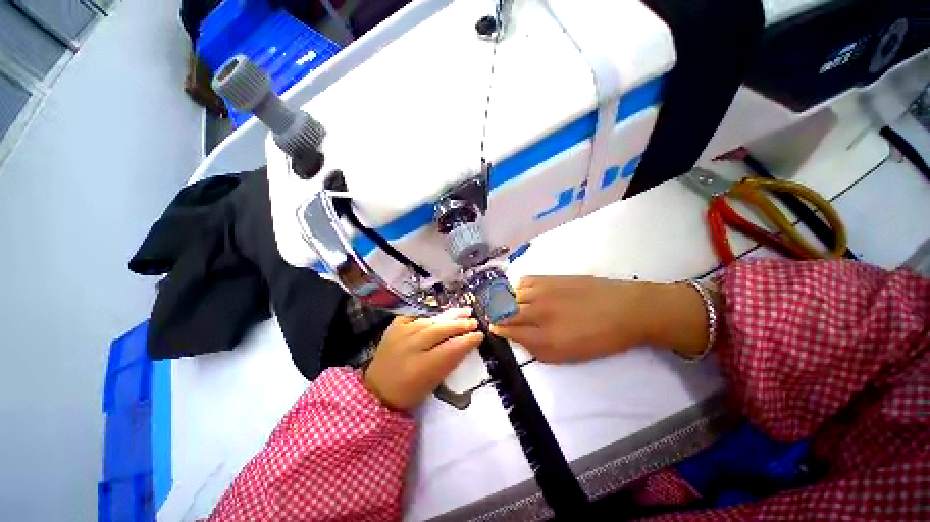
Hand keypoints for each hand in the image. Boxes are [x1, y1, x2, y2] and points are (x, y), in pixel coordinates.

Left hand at [364, 308, 483, 409]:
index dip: (467, 340)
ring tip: (464, 312)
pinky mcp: (395, 326)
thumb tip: (467, 342)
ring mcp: (401, 332)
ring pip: (431, 321)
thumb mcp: (434, 381)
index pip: (451, 348)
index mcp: (422, 367)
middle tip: (474, 322)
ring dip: (449, 316)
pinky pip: (417, 316)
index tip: (480, 335)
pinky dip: (431, 316)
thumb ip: (451, 360)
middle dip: (461, 325)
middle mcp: (411, 345)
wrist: (378, 389)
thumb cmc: (410, 390)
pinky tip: (441, 315)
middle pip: (442, 330)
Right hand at [491, 277, 710, 363]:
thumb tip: (518, 338)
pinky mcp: (550, 277)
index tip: (493, 327)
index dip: (498, 329)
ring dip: (505, 300)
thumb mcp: (568, 355)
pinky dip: (518, 287)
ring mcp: (543, 292)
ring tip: (506, 303)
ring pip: (512, 294)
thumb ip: (538, 350)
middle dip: (496, 314)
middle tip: (494, 316)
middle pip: (506, 311)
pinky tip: (521, 291)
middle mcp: (539, 312)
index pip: (509, 330)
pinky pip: (524, 280)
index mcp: (544, 337)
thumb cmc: (599, 338)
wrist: (625, 310)